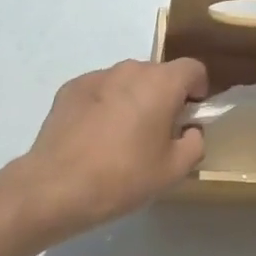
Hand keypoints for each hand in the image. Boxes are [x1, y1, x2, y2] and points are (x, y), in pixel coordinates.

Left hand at [11, 58, 208, 241]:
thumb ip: (194, 143)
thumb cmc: (123, 177)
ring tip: (122, 137)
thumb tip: (189, 130)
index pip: (193, 69)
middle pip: (158, 74)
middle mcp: (128, 70)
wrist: (56, 186)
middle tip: (158, 133)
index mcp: (159, 83)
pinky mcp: (70, 89)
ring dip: (133, 99)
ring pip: (126, 81)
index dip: (198, 90)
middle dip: (164, 96)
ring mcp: (95, 76)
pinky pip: (100, 91)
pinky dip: (105, 105)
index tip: (190, 117)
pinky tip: (95, 137)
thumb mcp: (173, 170)